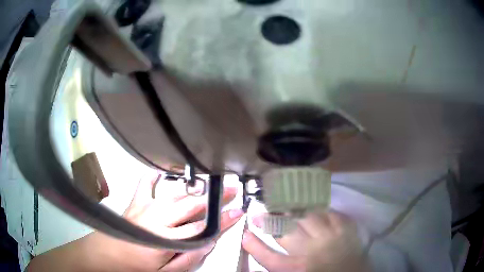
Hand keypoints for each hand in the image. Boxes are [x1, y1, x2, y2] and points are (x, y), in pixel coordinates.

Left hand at [27, 171, 242, 271]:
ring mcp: (145, 208)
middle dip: (213, 199)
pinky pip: (145, 184)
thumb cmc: (136, 268)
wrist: (107, 256)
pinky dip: (154, 176)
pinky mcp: (135, 202)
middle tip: (231, 189)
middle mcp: (157, 220)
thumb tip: (208, 244)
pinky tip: (161, 171)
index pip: (201, 229)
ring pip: (175, 196)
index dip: (222, 221)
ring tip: (211, 183)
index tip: (238, 212)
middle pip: (191, 207)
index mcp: (166, 240)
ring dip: (195, 191)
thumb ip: (188, 259)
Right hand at [242, 211, 368, 271]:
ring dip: (290, 209)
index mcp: (298, 269)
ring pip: (305, 217)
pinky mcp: (345, 227)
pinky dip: (318, 208)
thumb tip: (267, 254)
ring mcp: (330, 236)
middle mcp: (312, 252)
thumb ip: (282, 267)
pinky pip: (329, 212)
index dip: (253, 245)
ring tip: (281, 204)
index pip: (268, 257)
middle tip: (260, 214)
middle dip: (268, 221)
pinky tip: (311, 207)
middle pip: (284, 232)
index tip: (245, 234)